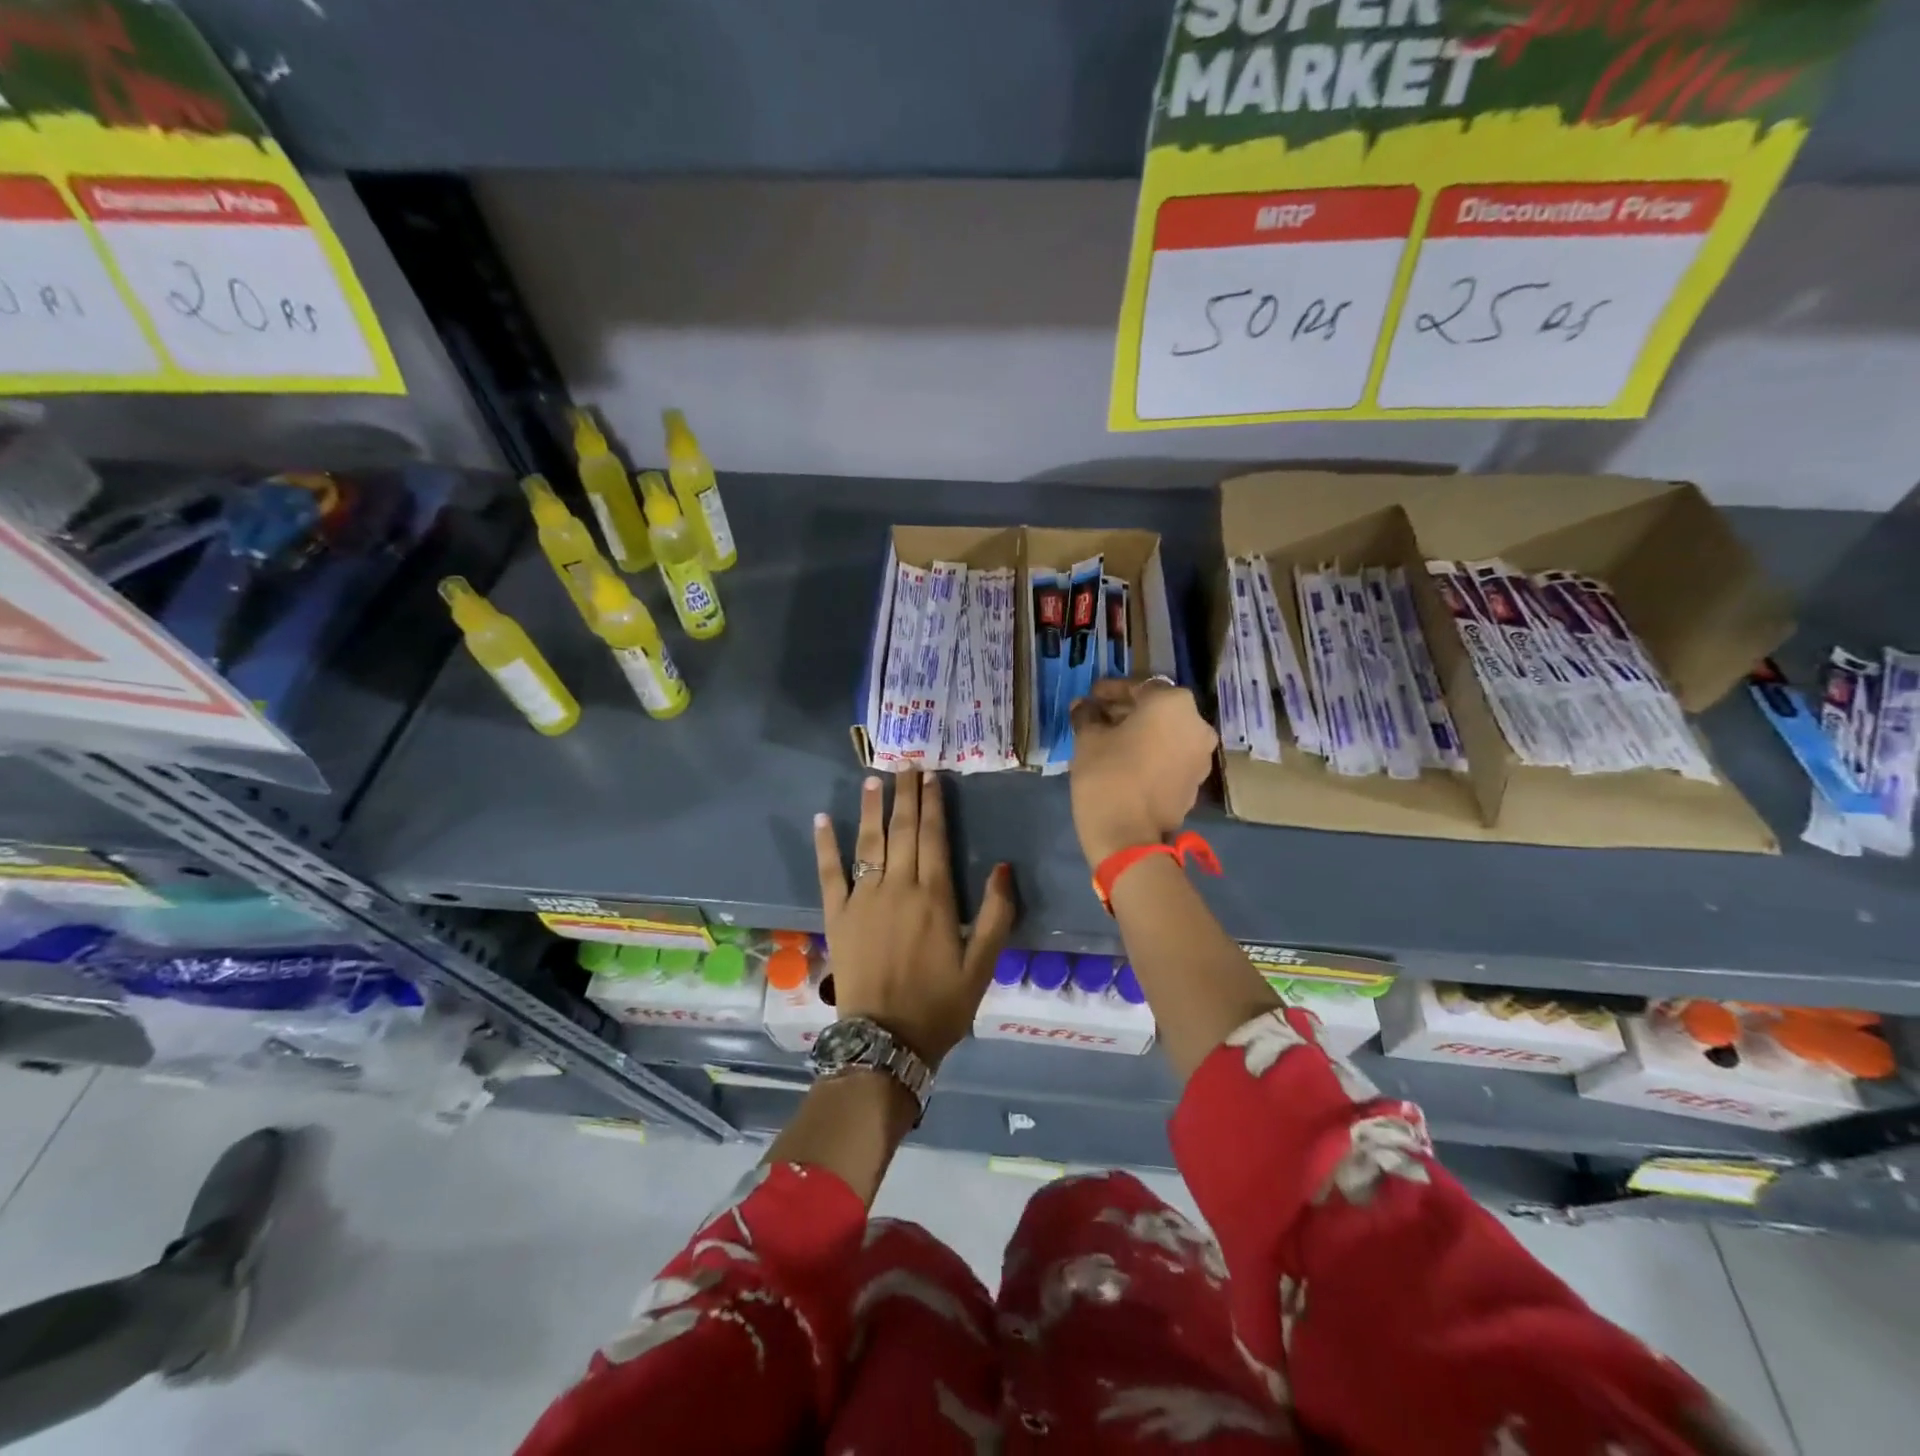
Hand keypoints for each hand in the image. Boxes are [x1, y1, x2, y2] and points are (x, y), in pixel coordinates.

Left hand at [814, 769, 1017, 1066]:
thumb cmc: (940, 1004)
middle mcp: (898, 887)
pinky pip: (829, 873)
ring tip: (873, 779)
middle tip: (906, 764)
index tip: (932, 776)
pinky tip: (823, 818)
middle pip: (903, 831)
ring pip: (869, 842)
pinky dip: (825, 845)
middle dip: (906, 795)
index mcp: (935, 897)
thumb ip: (997, 915)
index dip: (933, 804)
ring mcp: (863, 898)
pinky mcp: (837, 915)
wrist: (886, 1040)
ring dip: (872, 809)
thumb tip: (1003, 867)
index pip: (934, 837)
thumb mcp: (982, 966)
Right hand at [1068, 678, 1217, 867]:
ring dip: (1141, 732)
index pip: (1139, 686)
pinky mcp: (1196, 781)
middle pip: (1158, 709)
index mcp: (1173, 703)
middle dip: (1128, 711)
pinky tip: (1126, 760)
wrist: (1128, 835)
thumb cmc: (1107, 774)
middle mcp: (1197, 724)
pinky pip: (1172, 755)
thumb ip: (1087, 715)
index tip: (1091, 697)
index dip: (1111, 690)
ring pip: (1167, 733)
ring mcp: (1201, 755)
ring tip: (1110, 740)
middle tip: (1098, 717)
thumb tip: (1083, 706)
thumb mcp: (1088, 739)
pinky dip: (1152, 752)